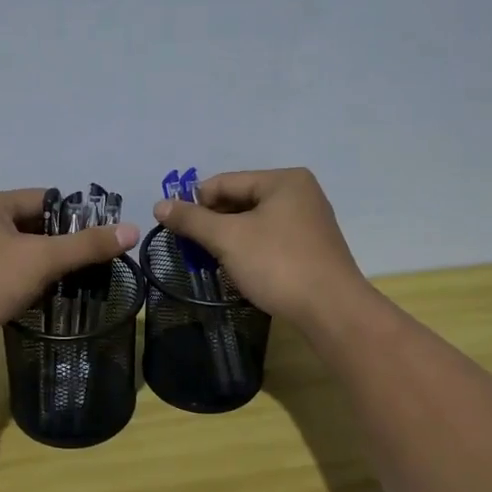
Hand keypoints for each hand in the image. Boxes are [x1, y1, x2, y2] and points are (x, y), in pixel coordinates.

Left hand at [0, 189, 138, 362]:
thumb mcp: (41, 259)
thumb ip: (86, 245)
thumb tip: (132, 229)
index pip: (45, 198)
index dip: (76, 215)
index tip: (102, 237)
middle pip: (32, 226)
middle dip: (61, 244)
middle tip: (93, 263)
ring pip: (18, 253)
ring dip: (44, 266)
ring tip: (76, 283)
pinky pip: (4, 275)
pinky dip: (25, 283)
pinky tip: (44, 298)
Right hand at [152, 168, 366, 330]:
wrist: (331, 310)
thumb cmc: (277, 264)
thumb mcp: (228, 239)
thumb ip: (192, 220)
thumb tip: (159, 205)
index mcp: (283, 180)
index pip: (225, 182)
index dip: (195, 202)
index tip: (171, 226)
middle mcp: (299, 193)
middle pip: (241, 199)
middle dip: (212, 222)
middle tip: (188, 246)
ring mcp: (308, 221)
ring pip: (254, 222)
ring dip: (228, 238)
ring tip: (207, 259)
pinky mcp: (310, 248)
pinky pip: (269, 239)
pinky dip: (248, 249)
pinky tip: (236, 267)